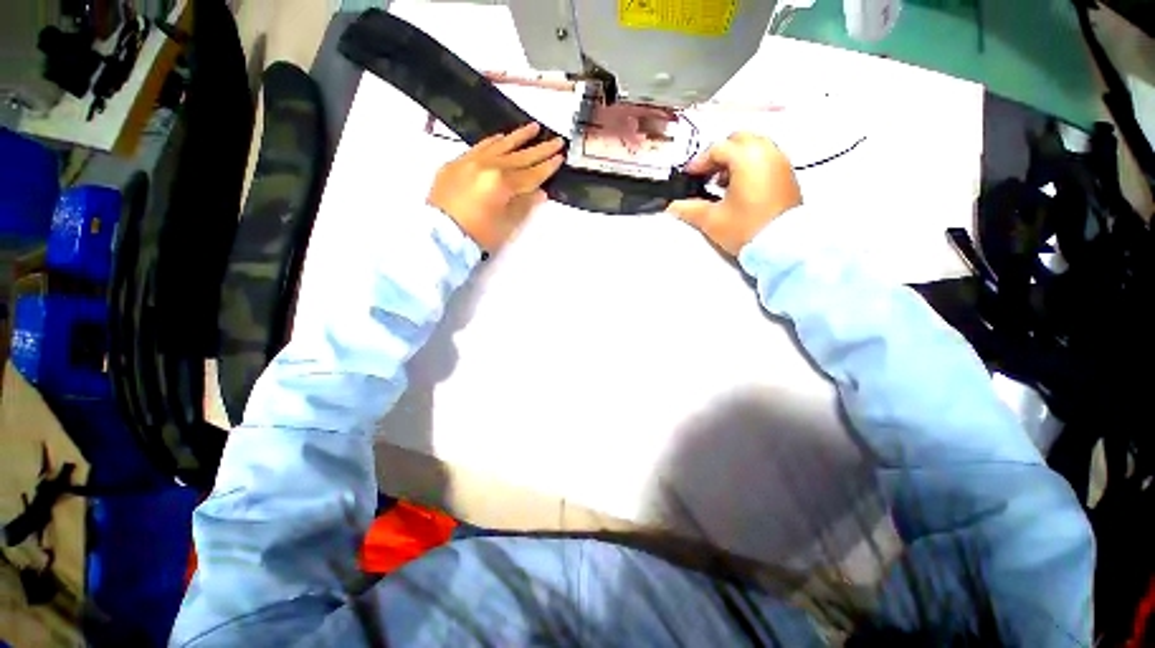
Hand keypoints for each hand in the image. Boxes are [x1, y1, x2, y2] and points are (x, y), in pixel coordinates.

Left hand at [428, 123, 564, 250]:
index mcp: (501, 183)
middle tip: (557, 140)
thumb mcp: (507, 224)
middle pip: (519, 156)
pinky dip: (494, 142)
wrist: (440, 237)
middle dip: (540, 149)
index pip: (531, 173)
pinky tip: (503, 137)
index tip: (561, 157)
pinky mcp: (456, 163)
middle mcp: (487, 166)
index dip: (547, 167)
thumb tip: (540, 192)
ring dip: (519, 136)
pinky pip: (479, 147)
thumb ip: (524, 205)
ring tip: (534, 127)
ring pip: (499, 145)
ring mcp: (470, 161)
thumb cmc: (478, 236)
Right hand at [666, 133, 801, 255]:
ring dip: (735, 159)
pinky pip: (765, 158)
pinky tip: (740, 187)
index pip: (717, 149)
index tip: (688, 177)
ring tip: (722, 183)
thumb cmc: (745, 228)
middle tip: (706, 175)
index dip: (698, 162)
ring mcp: (780, 161)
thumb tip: (671, 207)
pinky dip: (750, 165)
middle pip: (738, 140)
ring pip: (753, 147)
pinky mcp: (787, 174)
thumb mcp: (712, 220)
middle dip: (719, 154)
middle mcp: (766, 151)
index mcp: (746, 157)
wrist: (784, 245)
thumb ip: (689, 209)